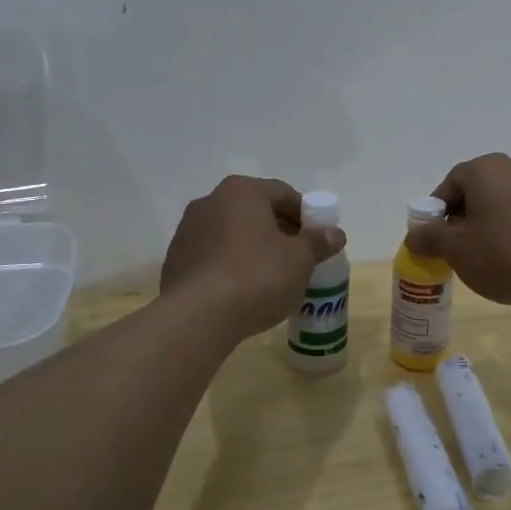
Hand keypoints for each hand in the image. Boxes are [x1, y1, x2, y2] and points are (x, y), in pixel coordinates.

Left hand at [161, 177, 345, 340]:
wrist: (198, 318)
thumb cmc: (256, 276)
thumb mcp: (300, 260)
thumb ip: (318, 242)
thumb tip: (335, 233)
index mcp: (242, 191)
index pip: (283, 193)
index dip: (305, 215)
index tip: (317, 239)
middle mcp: (210, 202)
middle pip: (255, 211)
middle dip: (279, 231)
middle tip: (298, 258)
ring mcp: (187, 231)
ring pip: (232, 234)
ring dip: (253, 248)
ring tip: (271, 278)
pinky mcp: (175, 261)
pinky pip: (213, 256)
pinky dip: (230, 266)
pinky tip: (243, 291)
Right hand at [404, 154, 510, 306]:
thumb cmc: (504, 253)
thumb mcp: (456, 249)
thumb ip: (429, 238)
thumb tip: (413, 235)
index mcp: (485, 169)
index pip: (449, 183)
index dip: (436, 212)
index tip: (433, 239)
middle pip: (475, 193)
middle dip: (460, 221)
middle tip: (454, 251)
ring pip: (499, 207)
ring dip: (485, 229)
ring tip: (482, 261)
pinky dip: (509, 235)